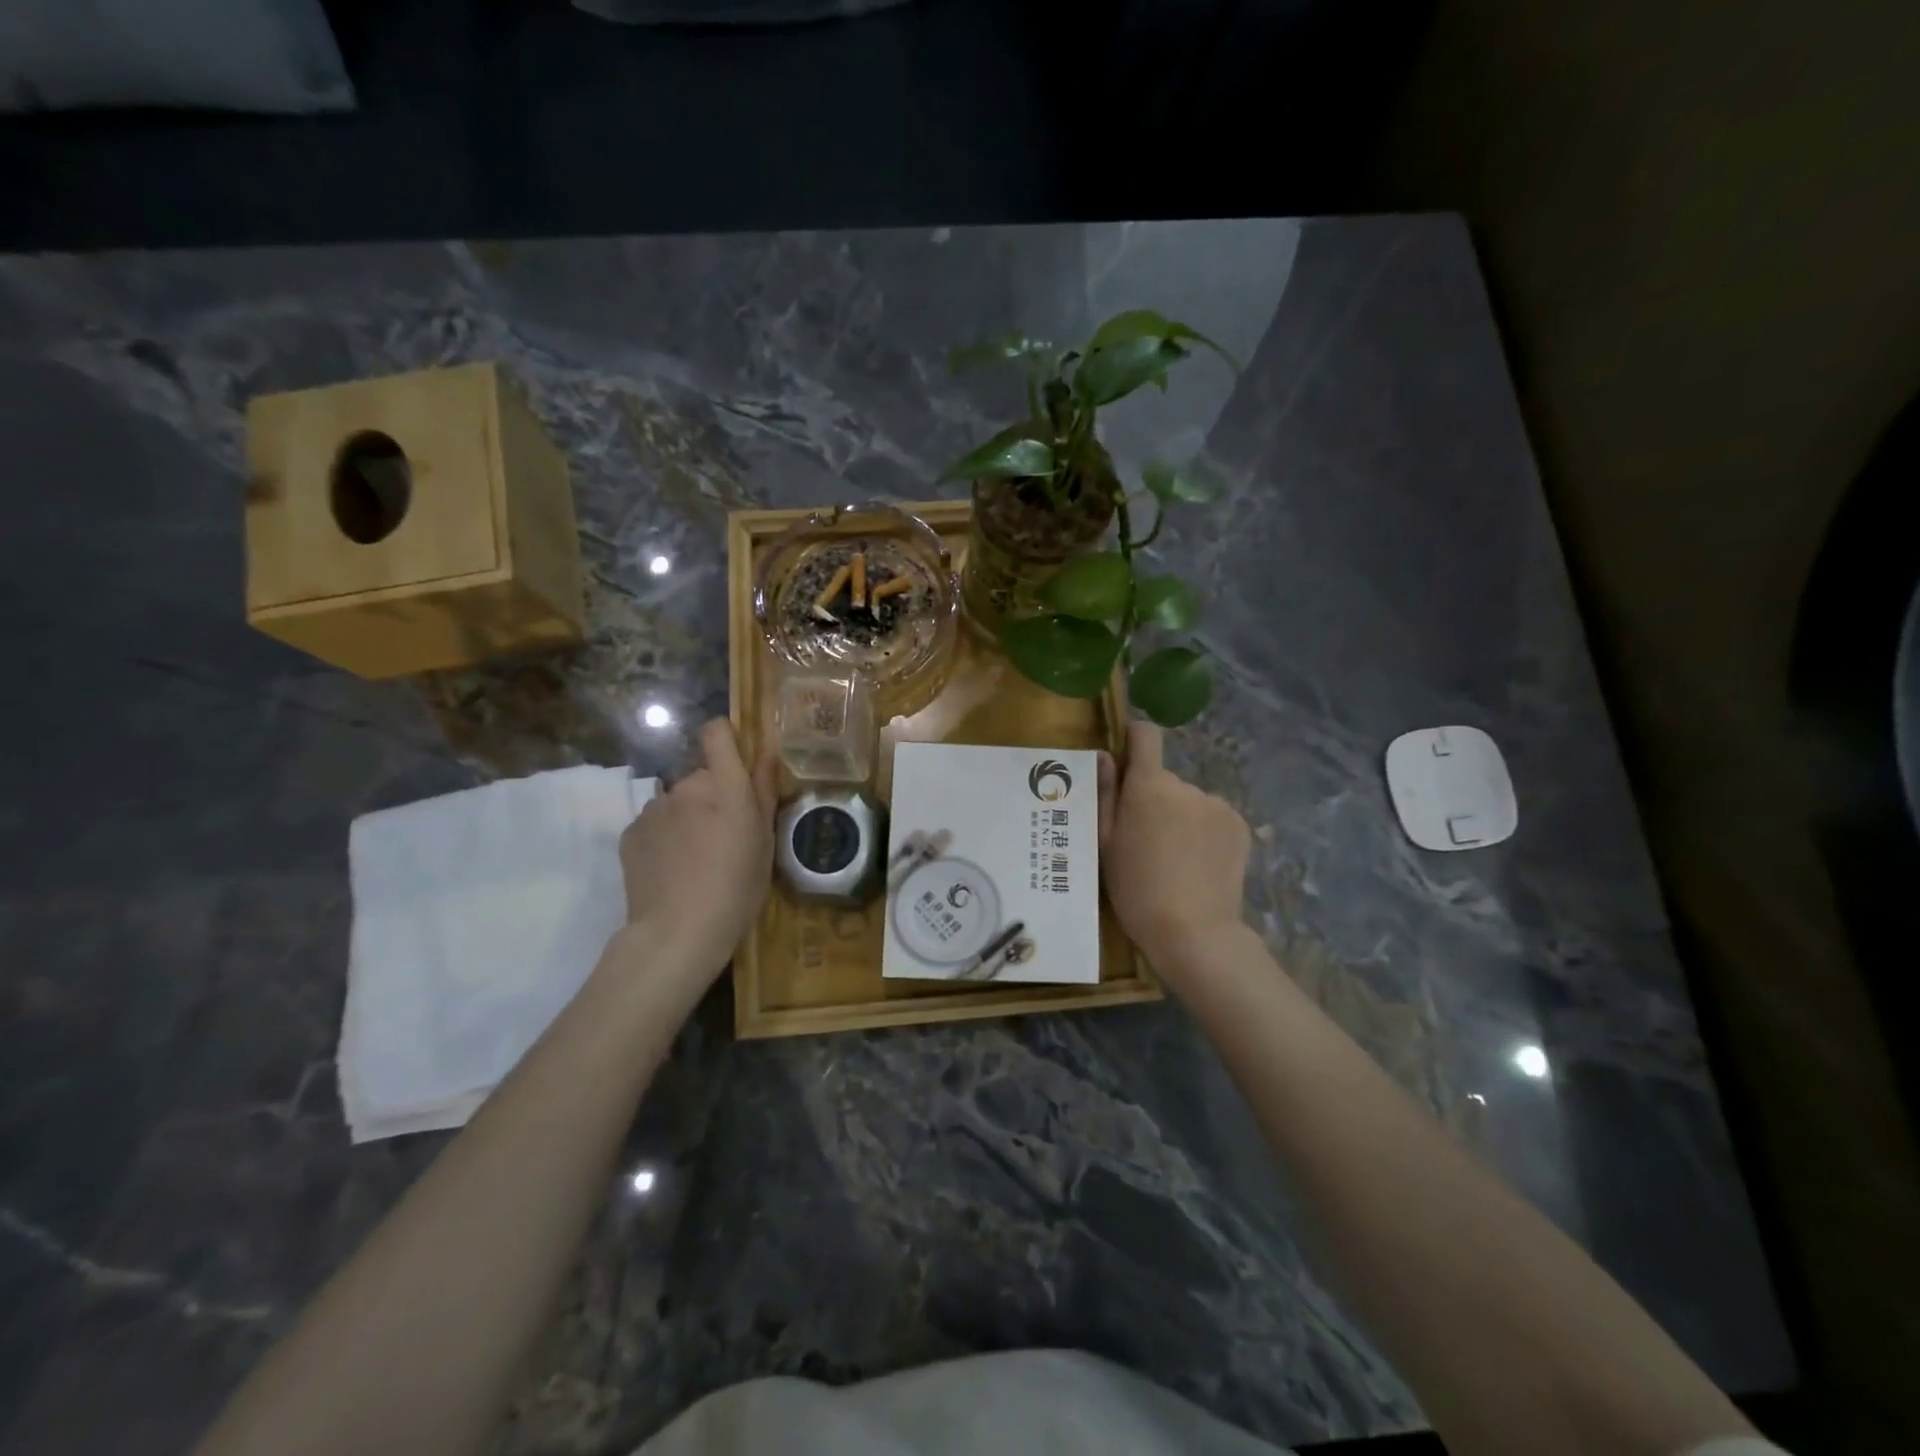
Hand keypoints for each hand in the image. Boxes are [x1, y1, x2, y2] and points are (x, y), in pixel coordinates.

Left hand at [616, 718, 776, 977]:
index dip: (725, 738)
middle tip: (724, 836)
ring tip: (695, 858)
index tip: (735, 761)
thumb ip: (764, 791)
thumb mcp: (765, 843)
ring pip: (677, 801)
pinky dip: (664, 837)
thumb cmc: (737, 890)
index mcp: (726, 787)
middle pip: (701, 776)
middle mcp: (687, 787)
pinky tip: (672, 869)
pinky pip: (654, 823)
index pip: (717, 733)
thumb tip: (767, 750)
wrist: (677, 933)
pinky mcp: (631, 831)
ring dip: (687, 817)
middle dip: (712, 795)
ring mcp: (654, 808)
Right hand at [1098, 721, 1252, 978]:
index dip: (1134, 739)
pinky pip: (1212, 817)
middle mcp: (1186, 785)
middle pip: (1164, 779)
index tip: (1126, 760)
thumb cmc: (1135, 888)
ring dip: (1180, 817)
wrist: (1193, 932)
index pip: (1146, 735)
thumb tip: (1103, 754)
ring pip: (1189, 801)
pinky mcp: (1240, 825)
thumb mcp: (1104, 843)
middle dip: (1153, 799)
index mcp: (1149, 786)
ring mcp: (1217, 805)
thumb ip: (1104, 793)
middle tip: (1144, 840)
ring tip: (1173, 859)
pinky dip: (1203, 832)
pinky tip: (1197, 864)